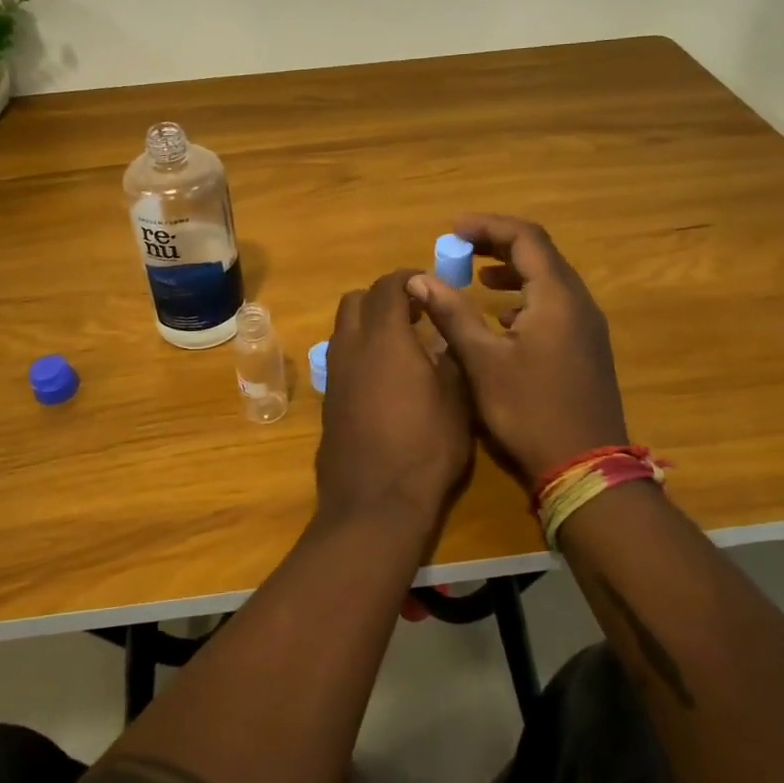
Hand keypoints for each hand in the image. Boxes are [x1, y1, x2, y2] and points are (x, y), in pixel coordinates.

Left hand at [317, 268, 472, 534]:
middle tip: (415, 313)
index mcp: (384, 337)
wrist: (374, 503)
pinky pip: (341, 357)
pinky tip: (385, 378)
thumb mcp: (456, 401)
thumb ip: (449, 358)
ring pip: (344, 328)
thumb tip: (444, 336)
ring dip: (369, 324)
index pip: (388, 285)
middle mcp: (351, 347)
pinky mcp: (328, 399)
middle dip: (384, 297)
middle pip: (356, 300)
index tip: (430, 287)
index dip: (409, 279)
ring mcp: (334, 374)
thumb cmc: (425, 449)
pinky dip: (360, 351)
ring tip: (402, 345)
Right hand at [410, 215, 629, 488]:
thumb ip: (452, 314)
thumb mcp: (483, 362)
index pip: (526, 237)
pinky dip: (526, 298)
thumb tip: (420, 279)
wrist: (585, 470)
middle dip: (498, 245)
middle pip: (540, 254)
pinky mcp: (586, 349)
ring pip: (549, 280)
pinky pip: (555, 305)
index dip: (487, 227)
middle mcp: (578, 303)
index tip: (452, 230)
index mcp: (557, 297)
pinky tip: (503, 320)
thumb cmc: (530, 412)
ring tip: (478, 279)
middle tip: (459, 249)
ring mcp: (587, 327)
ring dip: (513, 271)